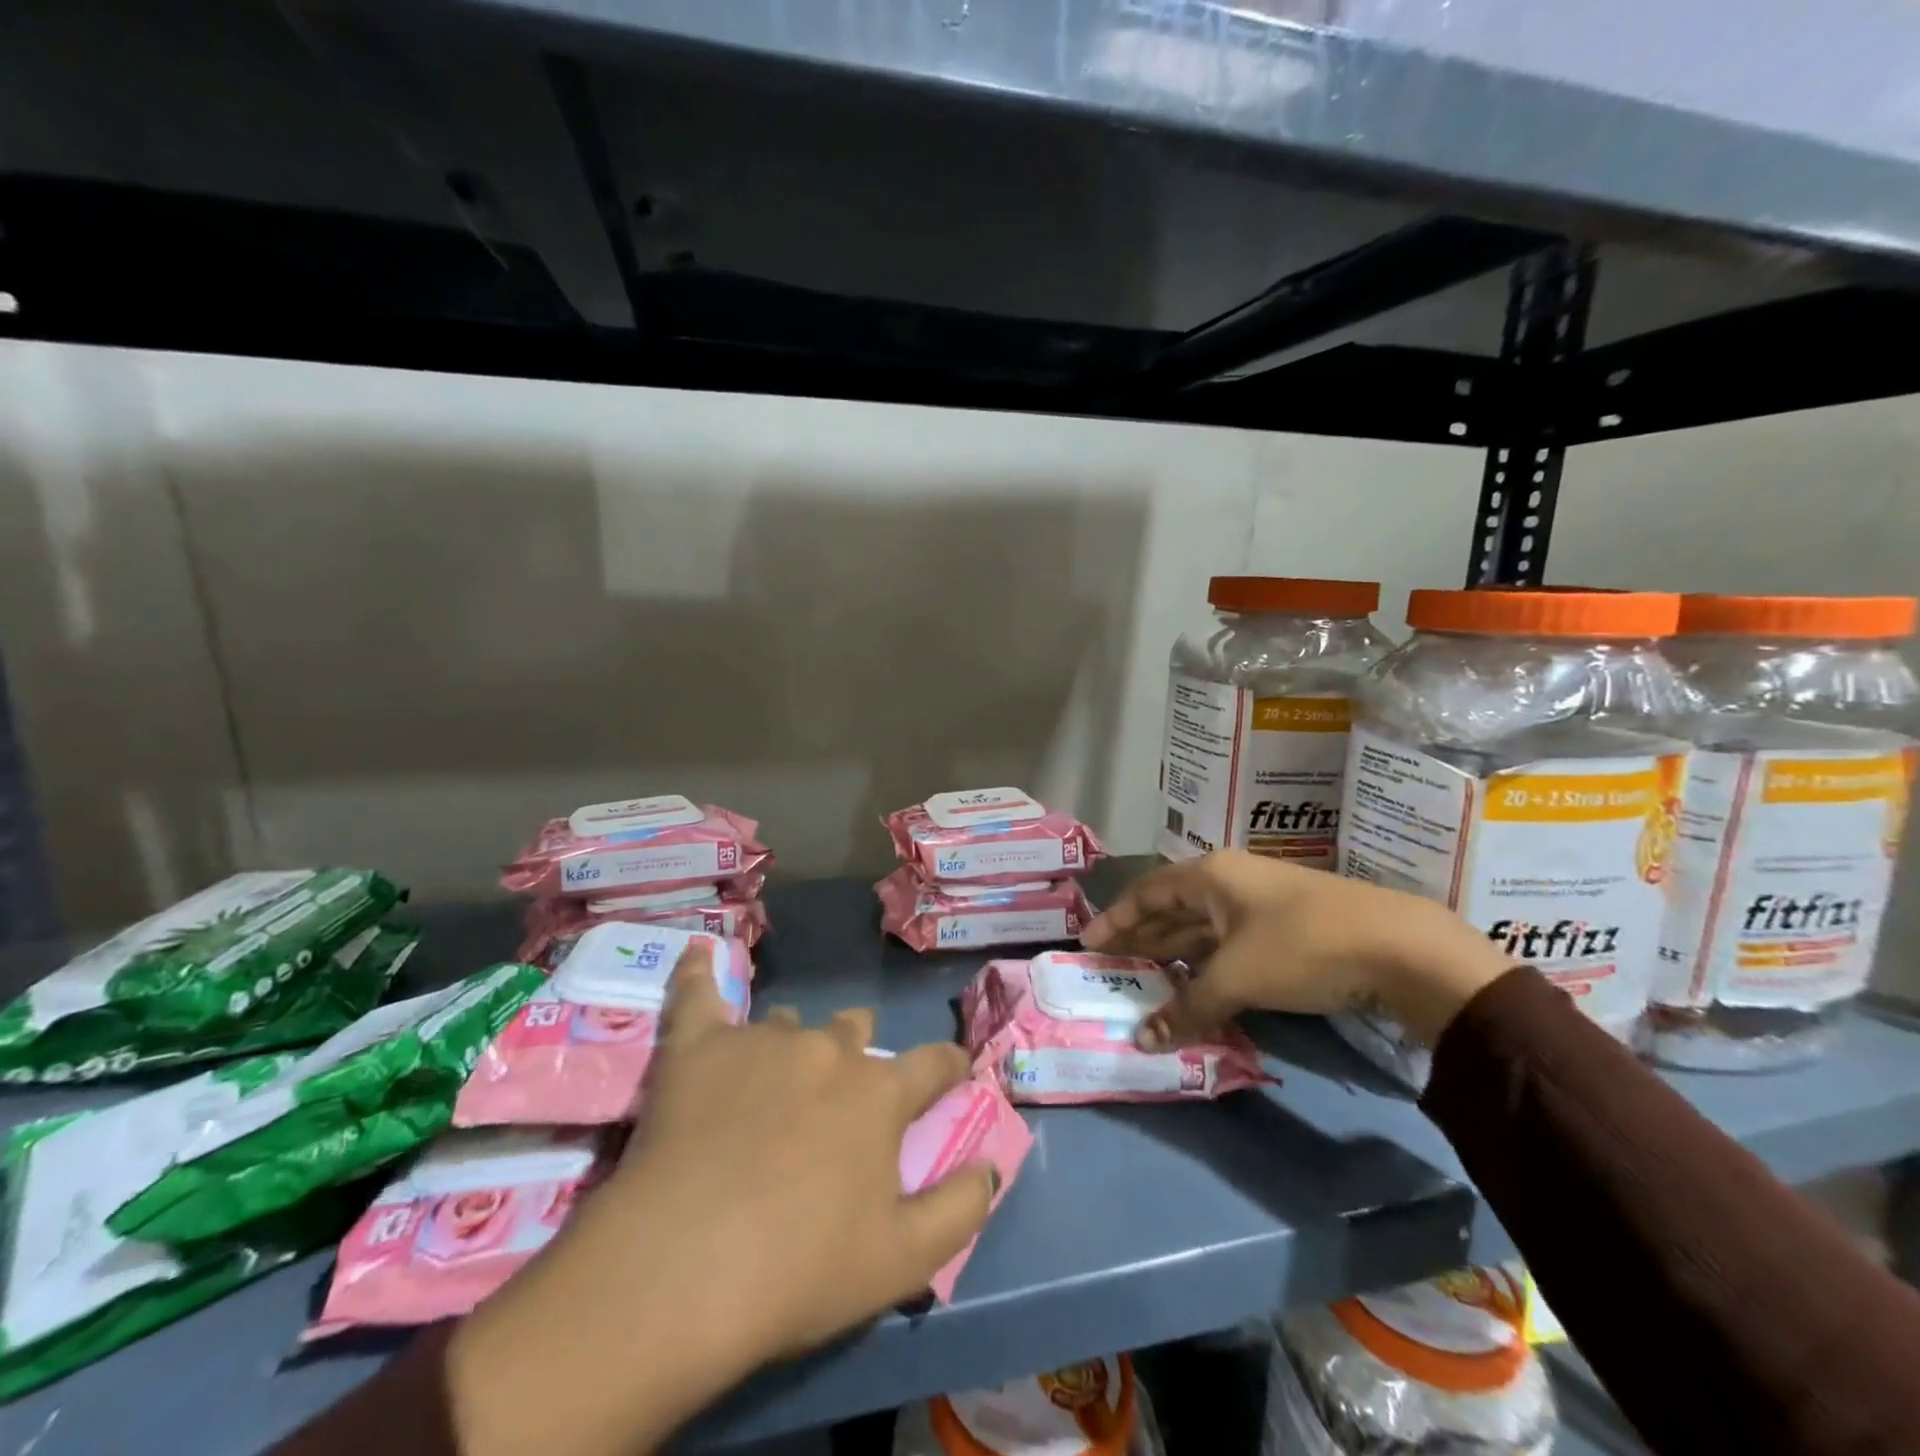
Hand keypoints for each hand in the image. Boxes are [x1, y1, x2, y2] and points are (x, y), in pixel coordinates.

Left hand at [448, 941, 995, 1455]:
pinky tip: (696, 953)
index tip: (953, 1071)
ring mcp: (762, 1040)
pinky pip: (698, 994)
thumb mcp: (902, 1261)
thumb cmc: (798, 1272)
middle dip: (858, 1050)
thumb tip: (991, 1166)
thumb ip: (960, 1208)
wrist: (680, 1271)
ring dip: (793, 1043)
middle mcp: (827, 1050)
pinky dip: (698, 974)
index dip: (949, 1066)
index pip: (933, 1063)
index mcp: (879, 1093)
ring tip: (773, 1077)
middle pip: (855, 1029)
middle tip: (842, 1094)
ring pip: (788, 1022)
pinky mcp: (699, 1046)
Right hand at [1080, 851, 1513, 1047]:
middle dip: (1141, 938)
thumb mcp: (1237, 977)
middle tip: (1110, 967)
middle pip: (1171, 909)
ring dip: (1174, 954)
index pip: (1146, 893)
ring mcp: (1260, 904)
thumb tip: (1142, 1041)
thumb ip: (1187, 1007)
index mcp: (1210, 876)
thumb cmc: (1302, 946)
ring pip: (1202, 928)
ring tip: (1144, 980)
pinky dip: (1207, 965)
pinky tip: (1197, 987)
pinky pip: (1229, 944)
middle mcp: (1230, 882)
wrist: (1401, 948)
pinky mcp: (1287, 929)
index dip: (1115, 919)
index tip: (1087, 944)